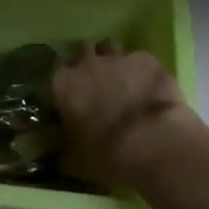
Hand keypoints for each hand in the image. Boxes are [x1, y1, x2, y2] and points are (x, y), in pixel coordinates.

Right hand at [52, 42, 194, 190]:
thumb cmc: (109, 156)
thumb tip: (57, 156)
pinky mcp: (146, 59)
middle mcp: (86, 64)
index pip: (52, 77)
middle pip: (81, 50)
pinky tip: (147, 84)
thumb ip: (63, 153)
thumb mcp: (77, 162)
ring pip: (110, 46)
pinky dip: (140, 68)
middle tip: (95, 82)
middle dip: (86, 63)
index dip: (59, 88)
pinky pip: (138, 58)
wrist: (155, 143)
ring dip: (112, 58)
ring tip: (121, 76)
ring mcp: (117, 57)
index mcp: (63, 86)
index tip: (65, 99)